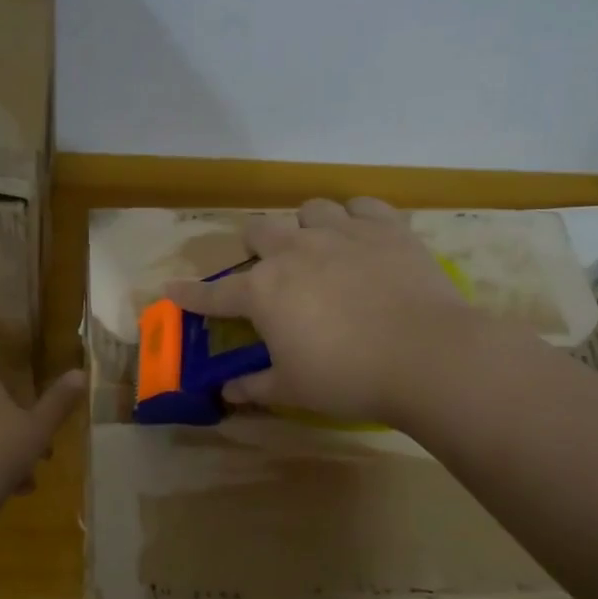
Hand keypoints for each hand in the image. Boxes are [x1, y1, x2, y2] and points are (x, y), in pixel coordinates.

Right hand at [166, 197, 479, 424]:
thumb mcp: (294, 389)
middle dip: (256, 248)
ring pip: (309, 209)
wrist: (426, 355)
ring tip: (318, 247)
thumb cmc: (348, 377)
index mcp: (264, 291)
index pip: (215, 293)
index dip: (191, 294)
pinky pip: (362, 205)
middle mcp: (294, 251)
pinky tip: (362, 235)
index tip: (172, 288)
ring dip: (305, 227)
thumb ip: (255, 386)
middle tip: (269, 270)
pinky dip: (356, 217)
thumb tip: (227, 392)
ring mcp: (341, 233)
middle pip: (259, 232)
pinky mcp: (385, 227)